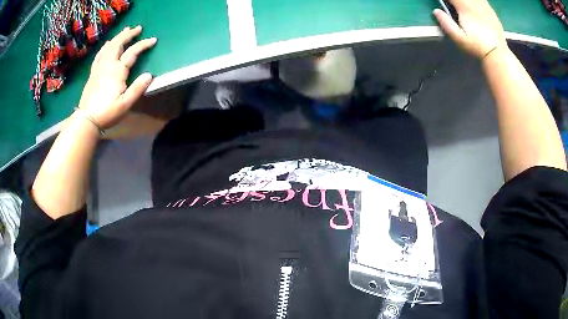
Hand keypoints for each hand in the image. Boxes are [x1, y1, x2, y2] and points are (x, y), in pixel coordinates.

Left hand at [78, 25, 156, 128]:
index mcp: (117, 71)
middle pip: (118, 43)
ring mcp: (99, 67)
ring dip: (118, 37)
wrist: (87, 119)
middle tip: (137, 28)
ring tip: (125, 31)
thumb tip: (149, 75)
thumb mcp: (125, 104)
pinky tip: (107, 44)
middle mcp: (108, 64)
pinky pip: (99, 54)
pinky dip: (105, 47)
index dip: (143, 44)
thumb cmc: (107, 112)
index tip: (153, 40)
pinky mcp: (93, 73)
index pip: (132, 52)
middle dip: (129, 34)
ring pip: (109, 46)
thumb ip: (138, 88)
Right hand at [434, 0, 506, 58]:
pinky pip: (483, 0)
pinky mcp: (491, 11)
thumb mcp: (459, 39)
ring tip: (465, 6)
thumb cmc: (477, 48)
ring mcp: (484, 6)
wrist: (497, 54)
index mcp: (464, 7)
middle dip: (456, 0)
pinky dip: (478, 2)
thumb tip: (436, 11)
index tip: (445, 3)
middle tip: (454, 5)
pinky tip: (476, 6)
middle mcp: (474, 3)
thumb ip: (446, 23)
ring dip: (467, 1)